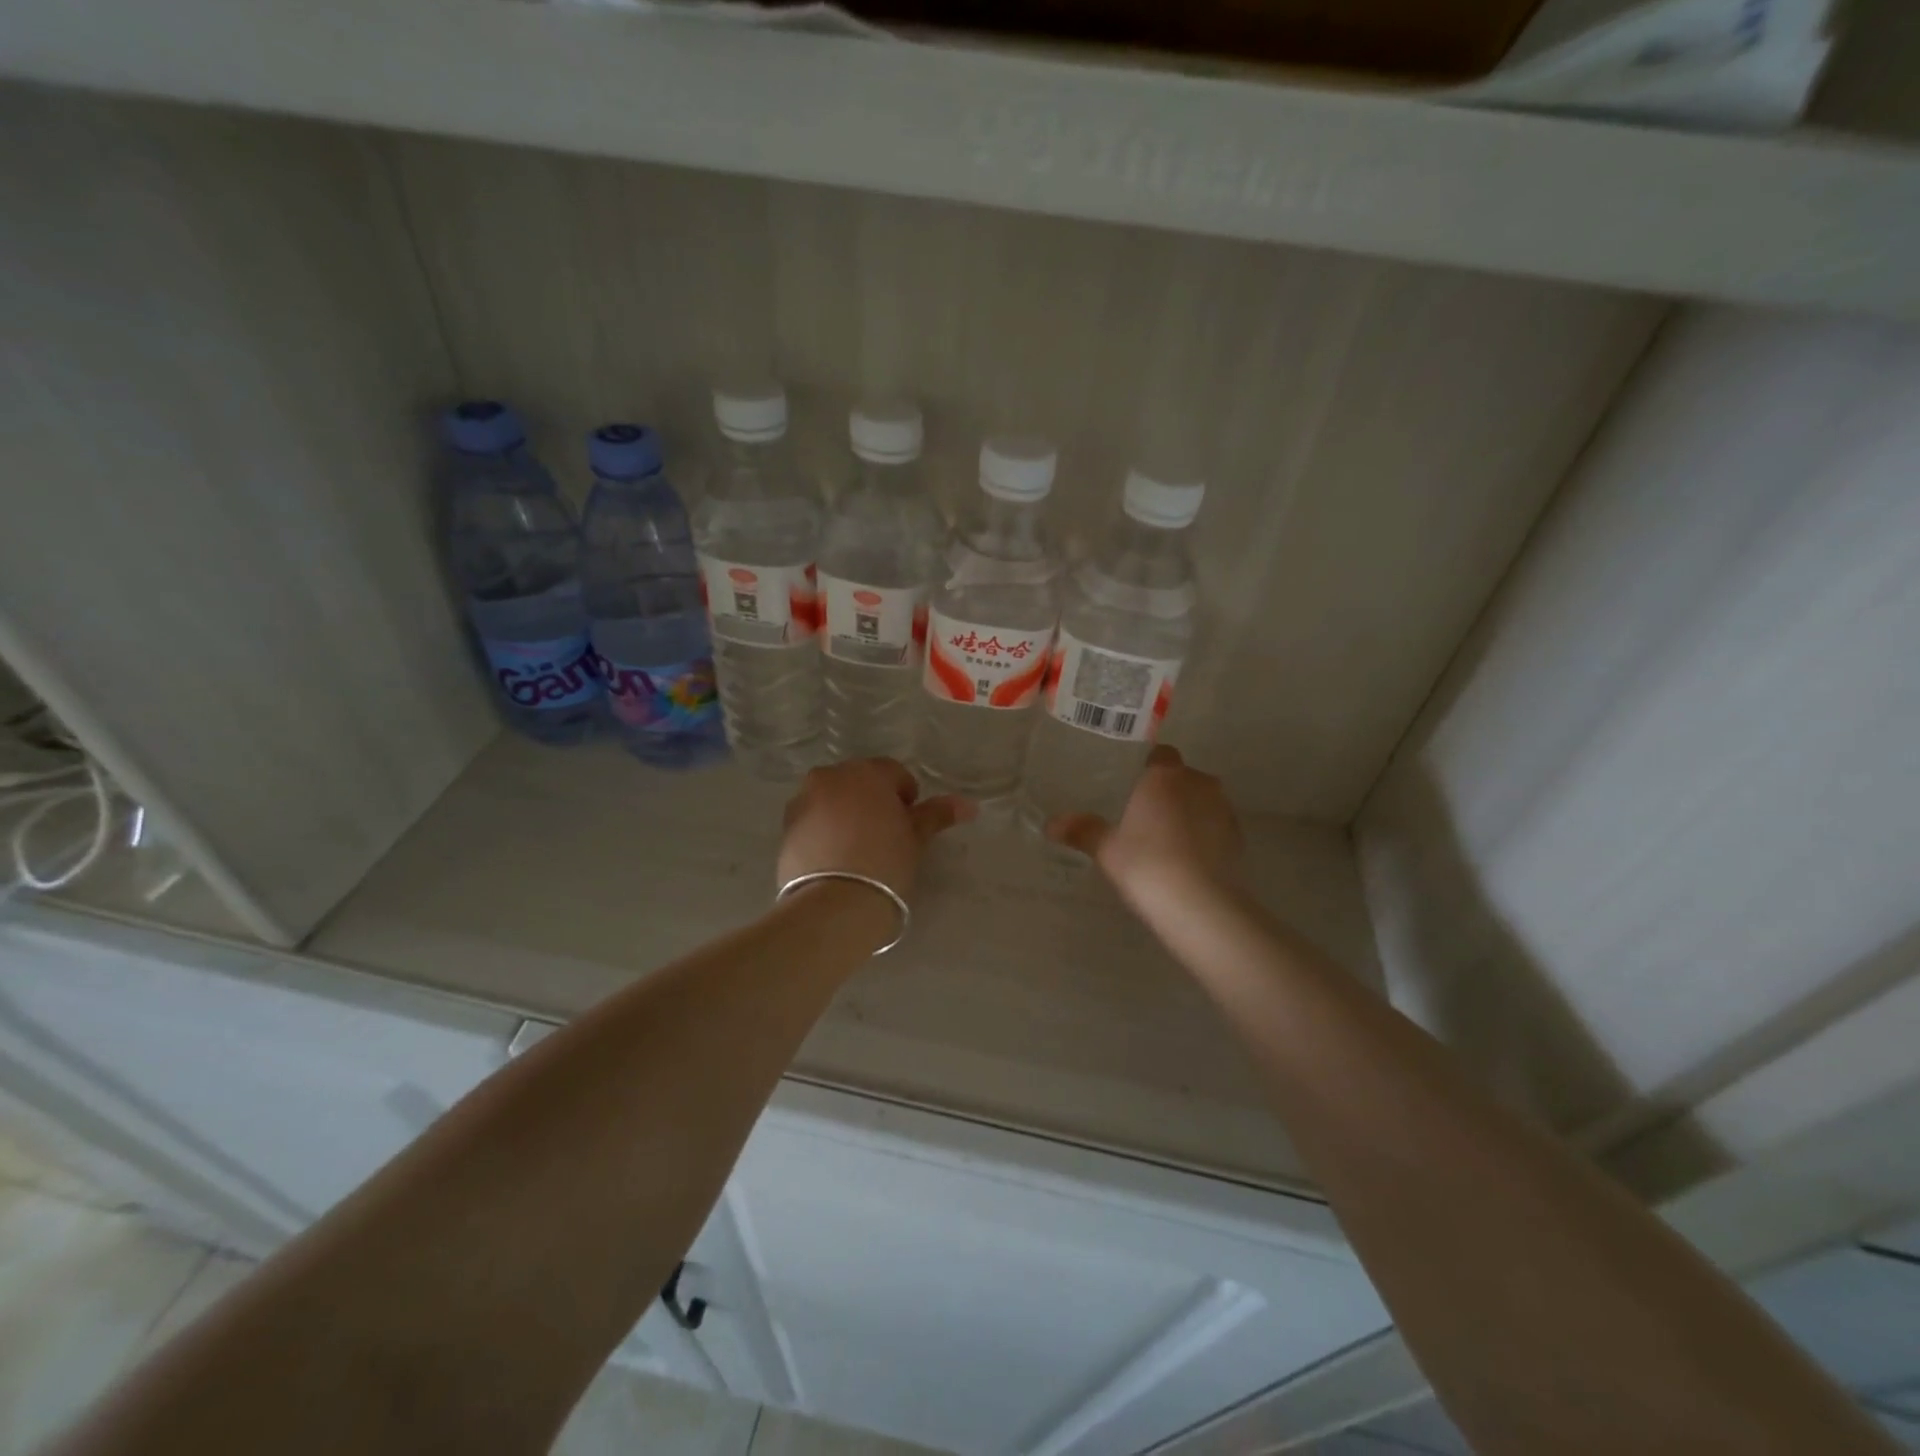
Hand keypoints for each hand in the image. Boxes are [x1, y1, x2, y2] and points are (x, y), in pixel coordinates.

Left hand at [777, 758, 973, 899]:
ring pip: (833, 801)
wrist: (835, 906)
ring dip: (846, 815)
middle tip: (885, 837)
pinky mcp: (786, 829)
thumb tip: (969, 804)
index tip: (908, 826)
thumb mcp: (916, 838)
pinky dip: (825, 832)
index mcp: (866, 772)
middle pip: (859, 784)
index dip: (906, 799)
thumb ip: (937, 815)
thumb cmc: (885, 864)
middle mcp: (829, 777)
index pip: (894, 774)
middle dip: (873, 802)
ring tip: (858, 851)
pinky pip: (813, 822)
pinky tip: (836, 860)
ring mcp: (803, 802)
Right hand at [1045, 745, 1242, 911]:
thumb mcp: (1106, 849)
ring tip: (1165, 840)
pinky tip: (1186, 859)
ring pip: (1202, 801)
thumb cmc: (1147, 865)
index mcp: (1164, 776)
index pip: (1160, 754)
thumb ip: (1082, 831)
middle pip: (1182, 777)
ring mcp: (1223, 810)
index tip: (1132, 784)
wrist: (1201, 906)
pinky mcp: (1239, 838)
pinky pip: (1215, 826)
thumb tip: (1051, 824)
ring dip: (1188, 812)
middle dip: (1167, 790)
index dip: (1148, 766)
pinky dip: (1204, 835)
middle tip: (1143, 815)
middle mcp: (1198, 783)